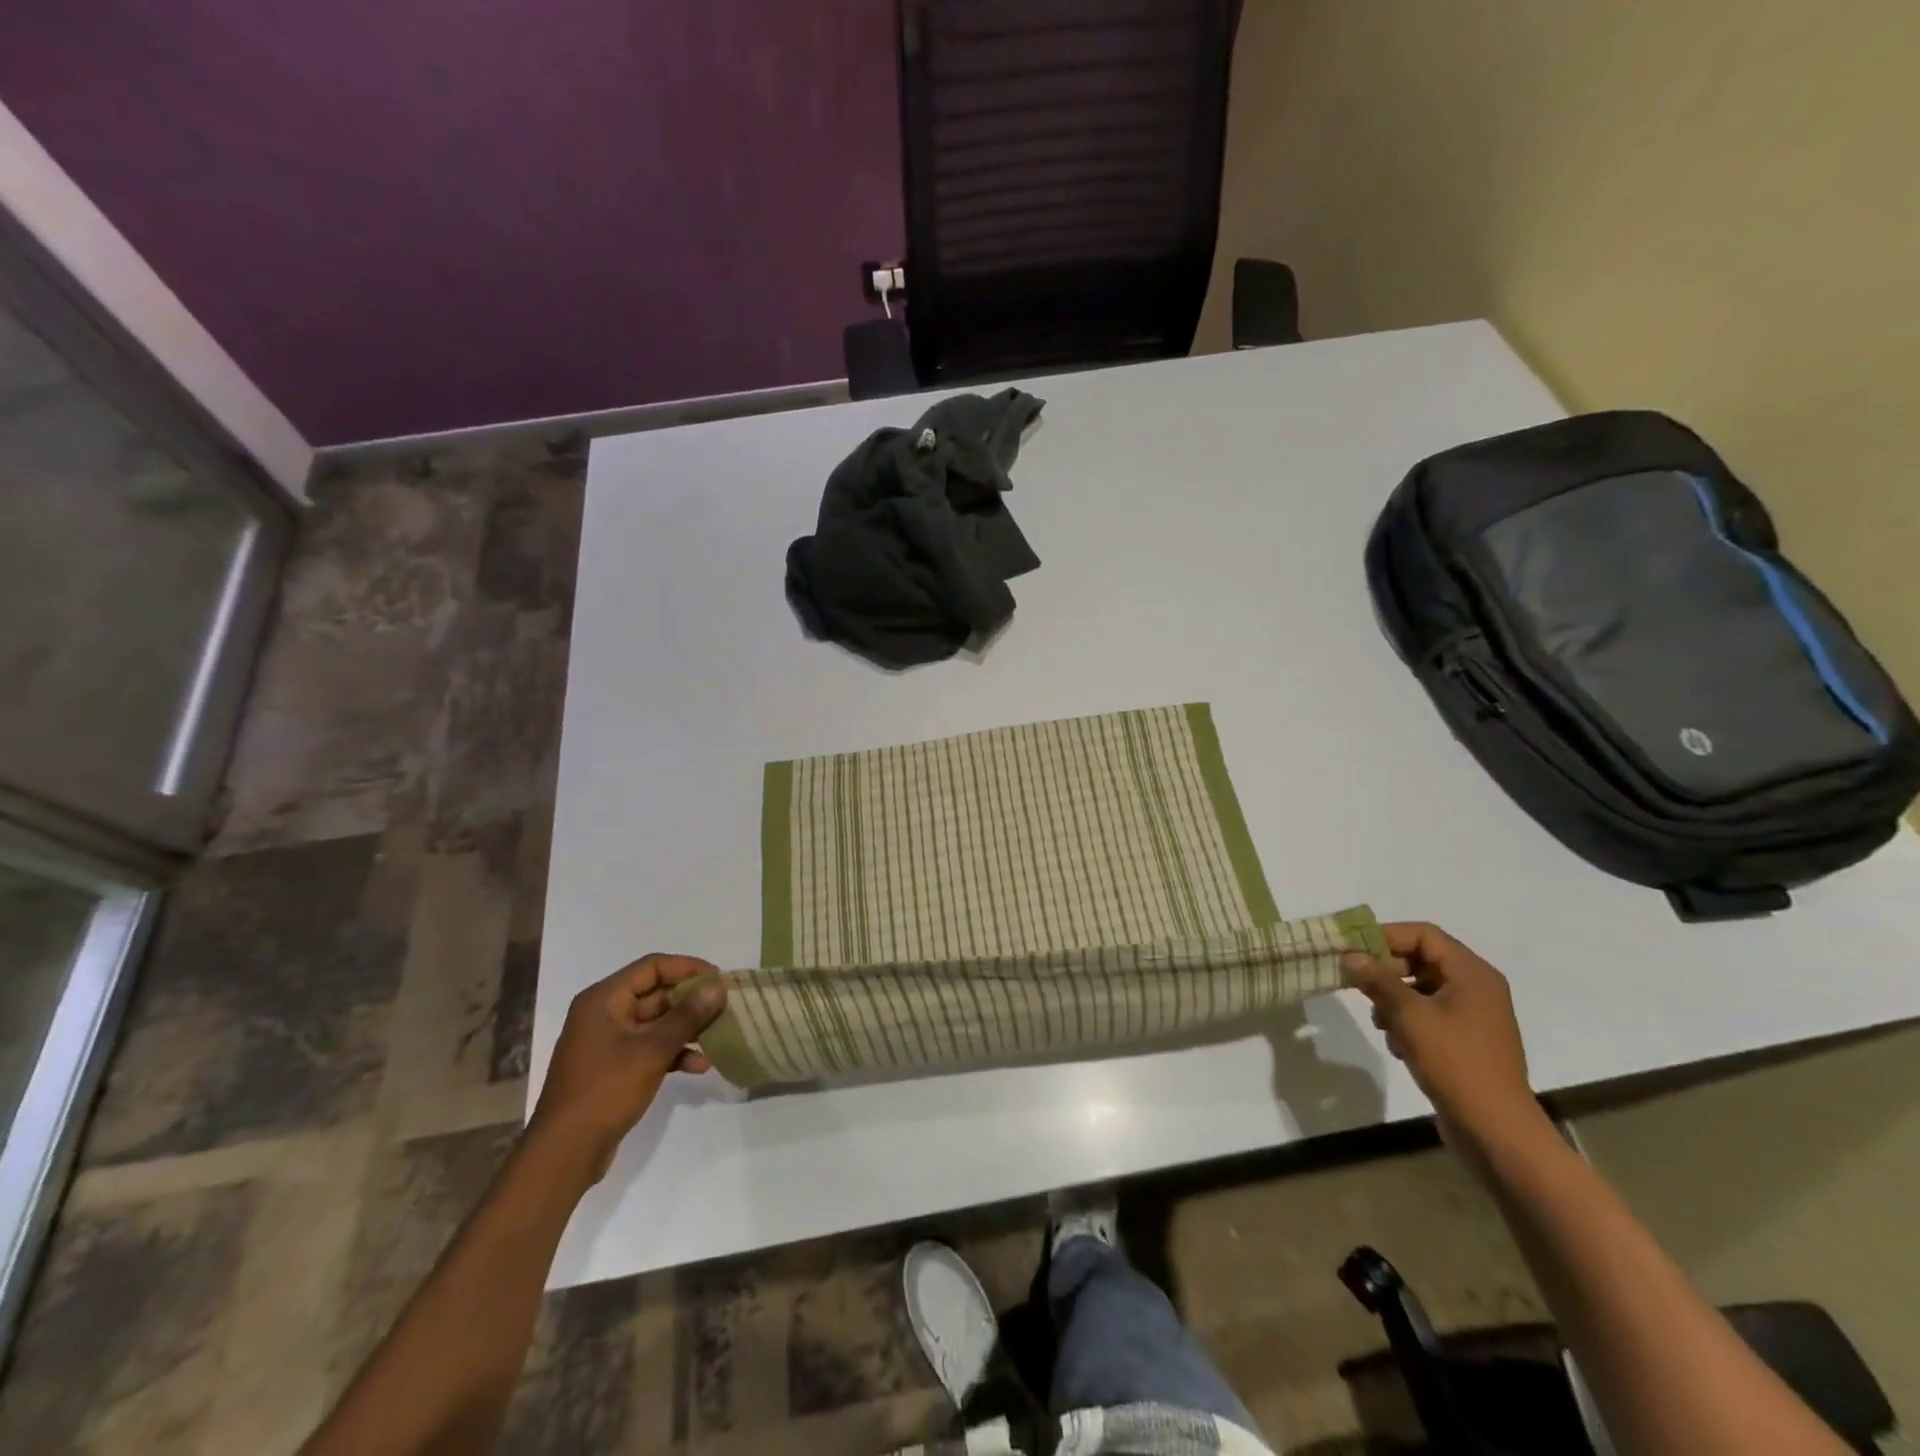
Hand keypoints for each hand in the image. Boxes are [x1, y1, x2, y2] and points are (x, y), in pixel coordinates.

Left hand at [528, 954, 726, 1183]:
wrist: (564, 1153)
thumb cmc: (606, 1090)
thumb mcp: (652, 1050)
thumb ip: (688, 1015)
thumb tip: (718, 986)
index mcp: (604, 999)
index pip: (653, 967)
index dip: (688, 968)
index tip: (719, 980)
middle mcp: (604, 1013)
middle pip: (656, 994)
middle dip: (692, 1001)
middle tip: (726, 1007)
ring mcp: (608, 1042)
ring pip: (656, 1023)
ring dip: (687, 1028)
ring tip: (719, 1036)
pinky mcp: (614, 1067)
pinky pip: (650, 1048)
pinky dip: (674, 1052)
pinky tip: (700, 1066)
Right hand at [1342, 923, 1543, 1152]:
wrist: (1496, 1130)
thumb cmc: (1455, 1063)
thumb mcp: (1409, 1015)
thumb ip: (1378, 979)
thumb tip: (1350, 955)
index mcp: (1472, 973)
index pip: (1423, 935)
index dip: (1385, 936)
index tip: (1351, 949)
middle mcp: (1477, 987)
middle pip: (1422, 959)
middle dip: (1386, 971)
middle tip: (1356, 984)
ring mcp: (1474, 1015)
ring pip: (1421, 988)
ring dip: (1393, 998)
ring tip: (1380, 1022)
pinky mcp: (1466, 1040)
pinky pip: (1429, 1013)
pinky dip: (1408, 1021)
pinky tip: (1397, 1044)